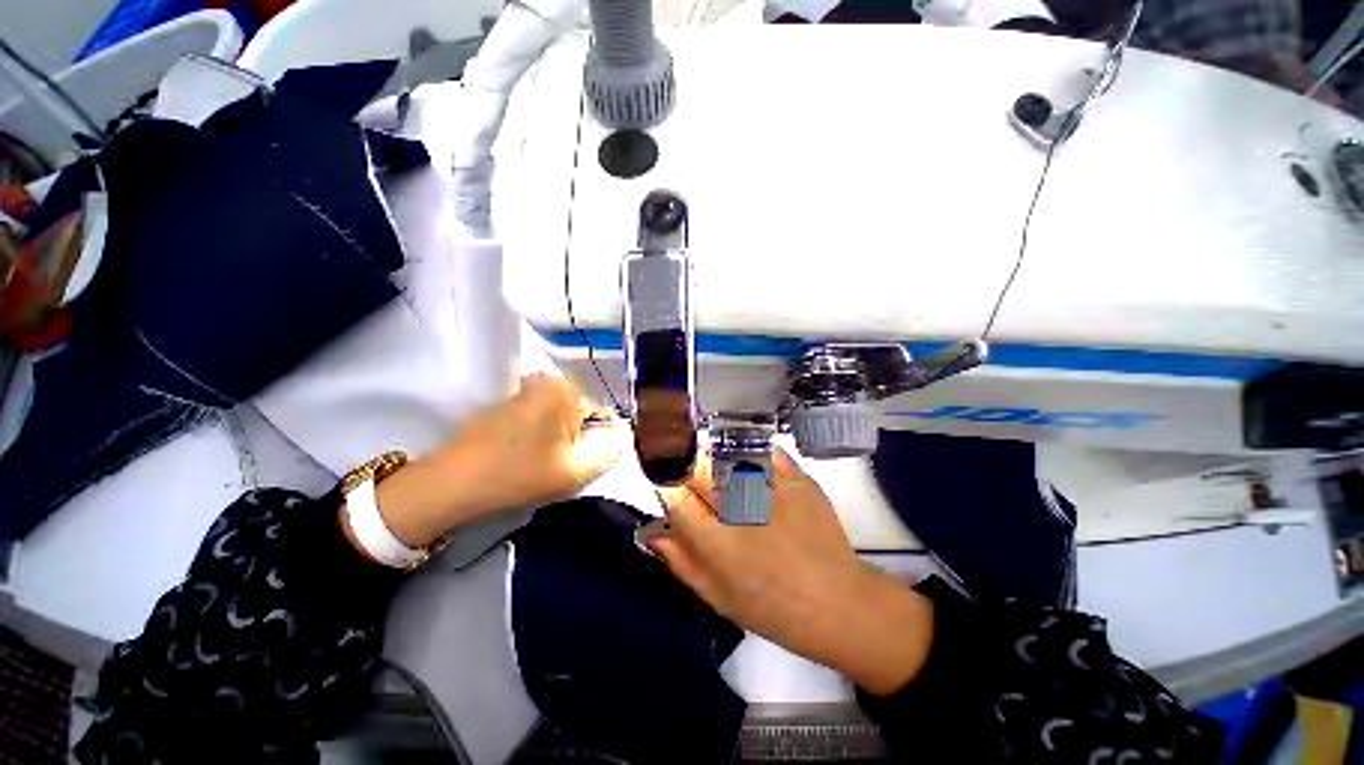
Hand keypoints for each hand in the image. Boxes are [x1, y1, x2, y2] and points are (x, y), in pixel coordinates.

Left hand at [364, 374, 627, 547]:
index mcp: (566, 390)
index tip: (583, 464)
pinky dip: (544, 436)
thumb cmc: (517, 475)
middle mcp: (547, 381)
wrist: (451, 484)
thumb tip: (622, 437)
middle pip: (583, 414)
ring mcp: (526, 390)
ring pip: (563, 418)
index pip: (604, 415)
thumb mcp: (575, 470)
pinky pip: (543, 418)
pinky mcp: (510, 403)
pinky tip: (530, 457)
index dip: (599, 442)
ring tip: (546, 463)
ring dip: (562, 439)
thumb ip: (609, 451)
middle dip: (580, 439)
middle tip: (564, 466)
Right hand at [650, 450, 934, 694]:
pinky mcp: (799, 480)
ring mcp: (774, 490)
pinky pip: (766, 452)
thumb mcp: (719, 597)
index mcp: (719, 543)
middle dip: (688, 466)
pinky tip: (747, 462)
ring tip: (720, 471)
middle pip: (700, 468)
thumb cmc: (774, 609)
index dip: (666, 484)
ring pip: (729, 455)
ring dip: (716, 459)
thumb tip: (653, 531)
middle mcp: (742, 510)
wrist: (838, 603)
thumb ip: (682, 562)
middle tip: (691, 474)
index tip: (667, 483)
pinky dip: (751, 452)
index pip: (677, 497)